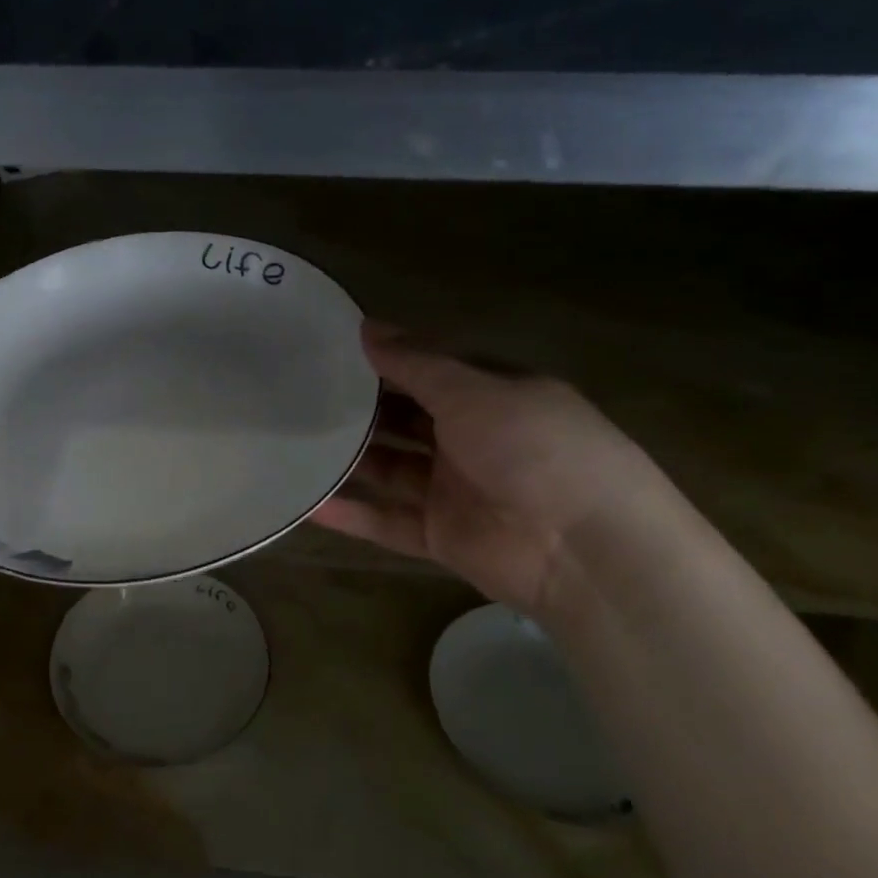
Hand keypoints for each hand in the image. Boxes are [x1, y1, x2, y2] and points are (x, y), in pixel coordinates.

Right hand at [312, 326, 665, 614]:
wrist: (584, 549)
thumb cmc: (536, 449)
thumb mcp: (476, 392)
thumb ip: (417, 364)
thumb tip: (366, 327)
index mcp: (492, 397)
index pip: (430, 372)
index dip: (387, 360)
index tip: (332, 349)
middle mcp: (472, 439)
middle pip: (405, 419)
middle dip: (361, 408)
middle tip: (301, 394)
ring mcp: (455, 490)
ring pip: (391, 468)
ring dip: (351, 458)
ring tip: (293, 442)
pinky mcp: (441, 536)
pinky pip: (387, 522)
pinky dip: (352, 515)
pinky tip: (308, 504)